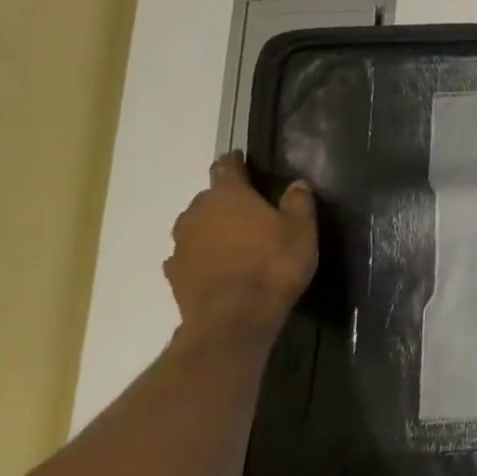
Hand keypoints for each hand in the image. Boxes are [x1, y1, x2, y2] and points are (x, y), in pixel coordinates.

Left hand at [164, 153, 317, 336]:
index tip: (241, 158)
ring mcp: (181, 243)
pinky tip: (220, 267)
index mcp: (229, 196)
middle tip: (252, 212)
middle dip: (228, 202)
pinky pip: (191, 255)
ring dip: (214, 229)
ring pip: (198, 226)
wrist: (234, 317)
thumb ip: (299, 202)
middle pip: (210, 198)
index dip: (235, 161)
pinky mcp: (175, 272)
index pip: (227, 167)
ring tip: (237, 242)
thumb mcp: (301, 231)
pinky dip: (204, 256)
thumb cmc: (274, 264)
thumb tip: (296, 183)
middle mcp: (197, 213)